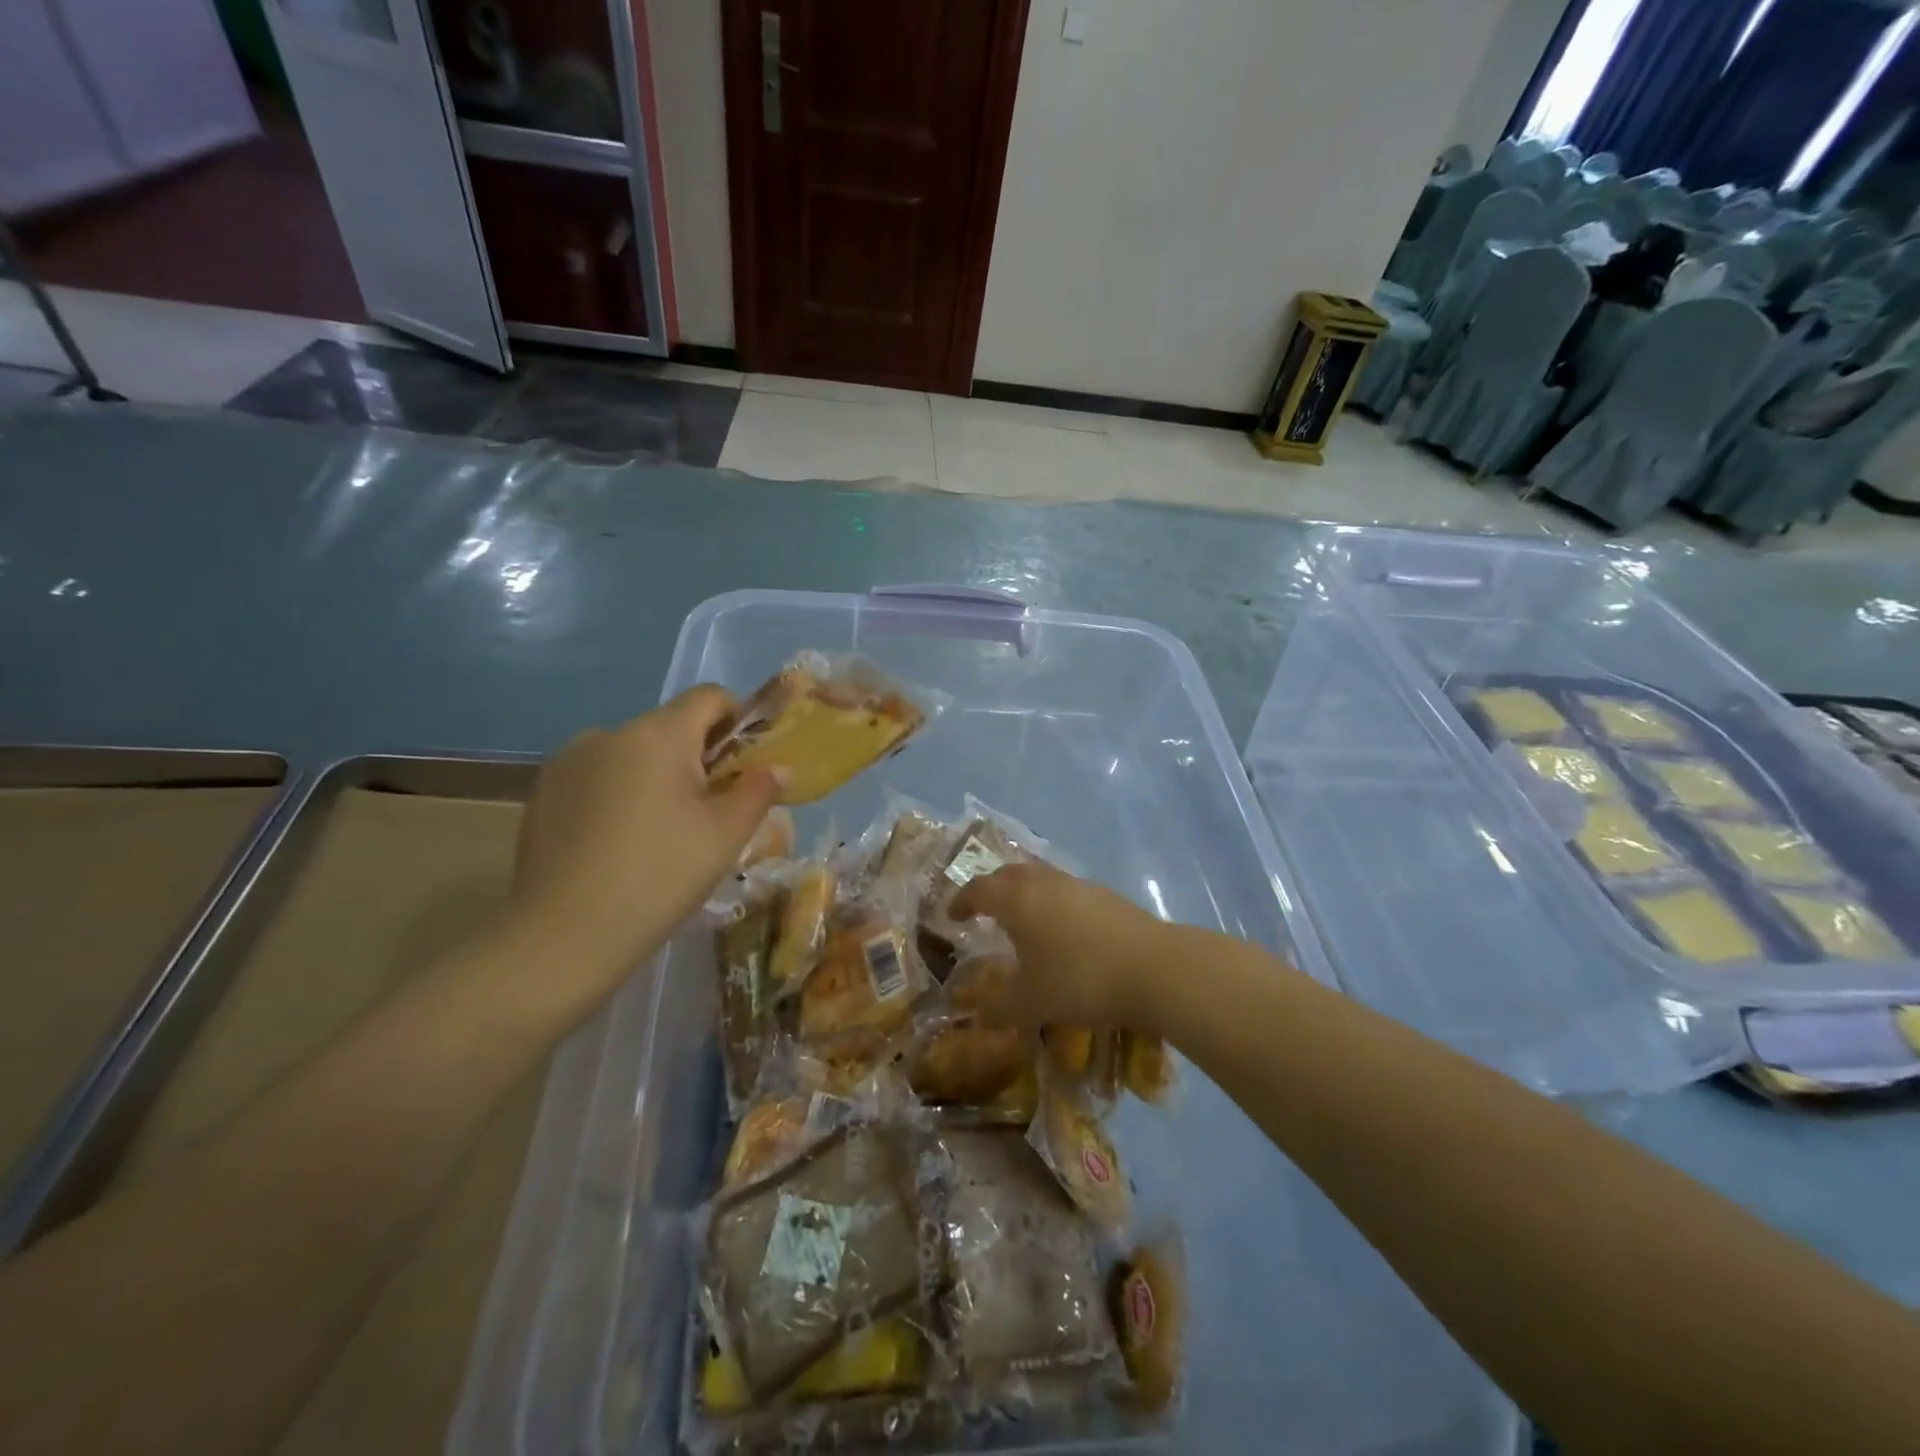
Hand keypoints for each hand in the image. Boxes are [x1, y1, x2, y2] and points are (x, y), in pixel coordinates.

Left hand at [509, 687, 781, 994]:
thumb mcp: (725, 836)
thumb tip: (778, 768)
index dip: (737, 721)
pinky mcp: (543, 792)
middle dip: (697, 758)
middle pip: (670, 728)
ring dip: (655, 776)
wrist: (563, 936)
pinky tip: (617, 844)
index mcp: (658, 734)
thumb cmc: (659, 876)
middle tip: (708, 813)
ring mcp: (568, 761)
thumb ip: (758, 791)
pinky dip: (618, 795)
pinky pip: (598, 777)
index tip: (744, 767)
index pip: (709, 696)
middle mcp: (609, 733)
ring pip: (632, 754)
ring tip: (658, 834)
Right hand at [950, 862, 1175, 1029]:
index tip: (952, 916)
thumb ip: (999, 1005)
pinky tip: (1064, 931)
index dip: (962, 901)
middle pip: (1010, 873)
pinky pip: (1068, 891)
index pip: (979, 890)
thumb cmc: (1080, 981)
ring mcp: (1080, 886)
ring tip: (1024, 919)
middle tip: (984, 908)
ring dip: (1026, 893)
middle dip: (992, 888)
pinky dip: (1054, 904)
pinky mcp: (1108, 897)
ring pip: (1042, 878)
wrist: (1154, 969)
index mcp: (1017, 901)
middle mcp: (1045, 883)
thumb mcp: (1031, 1003)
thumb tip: (979, 1009)